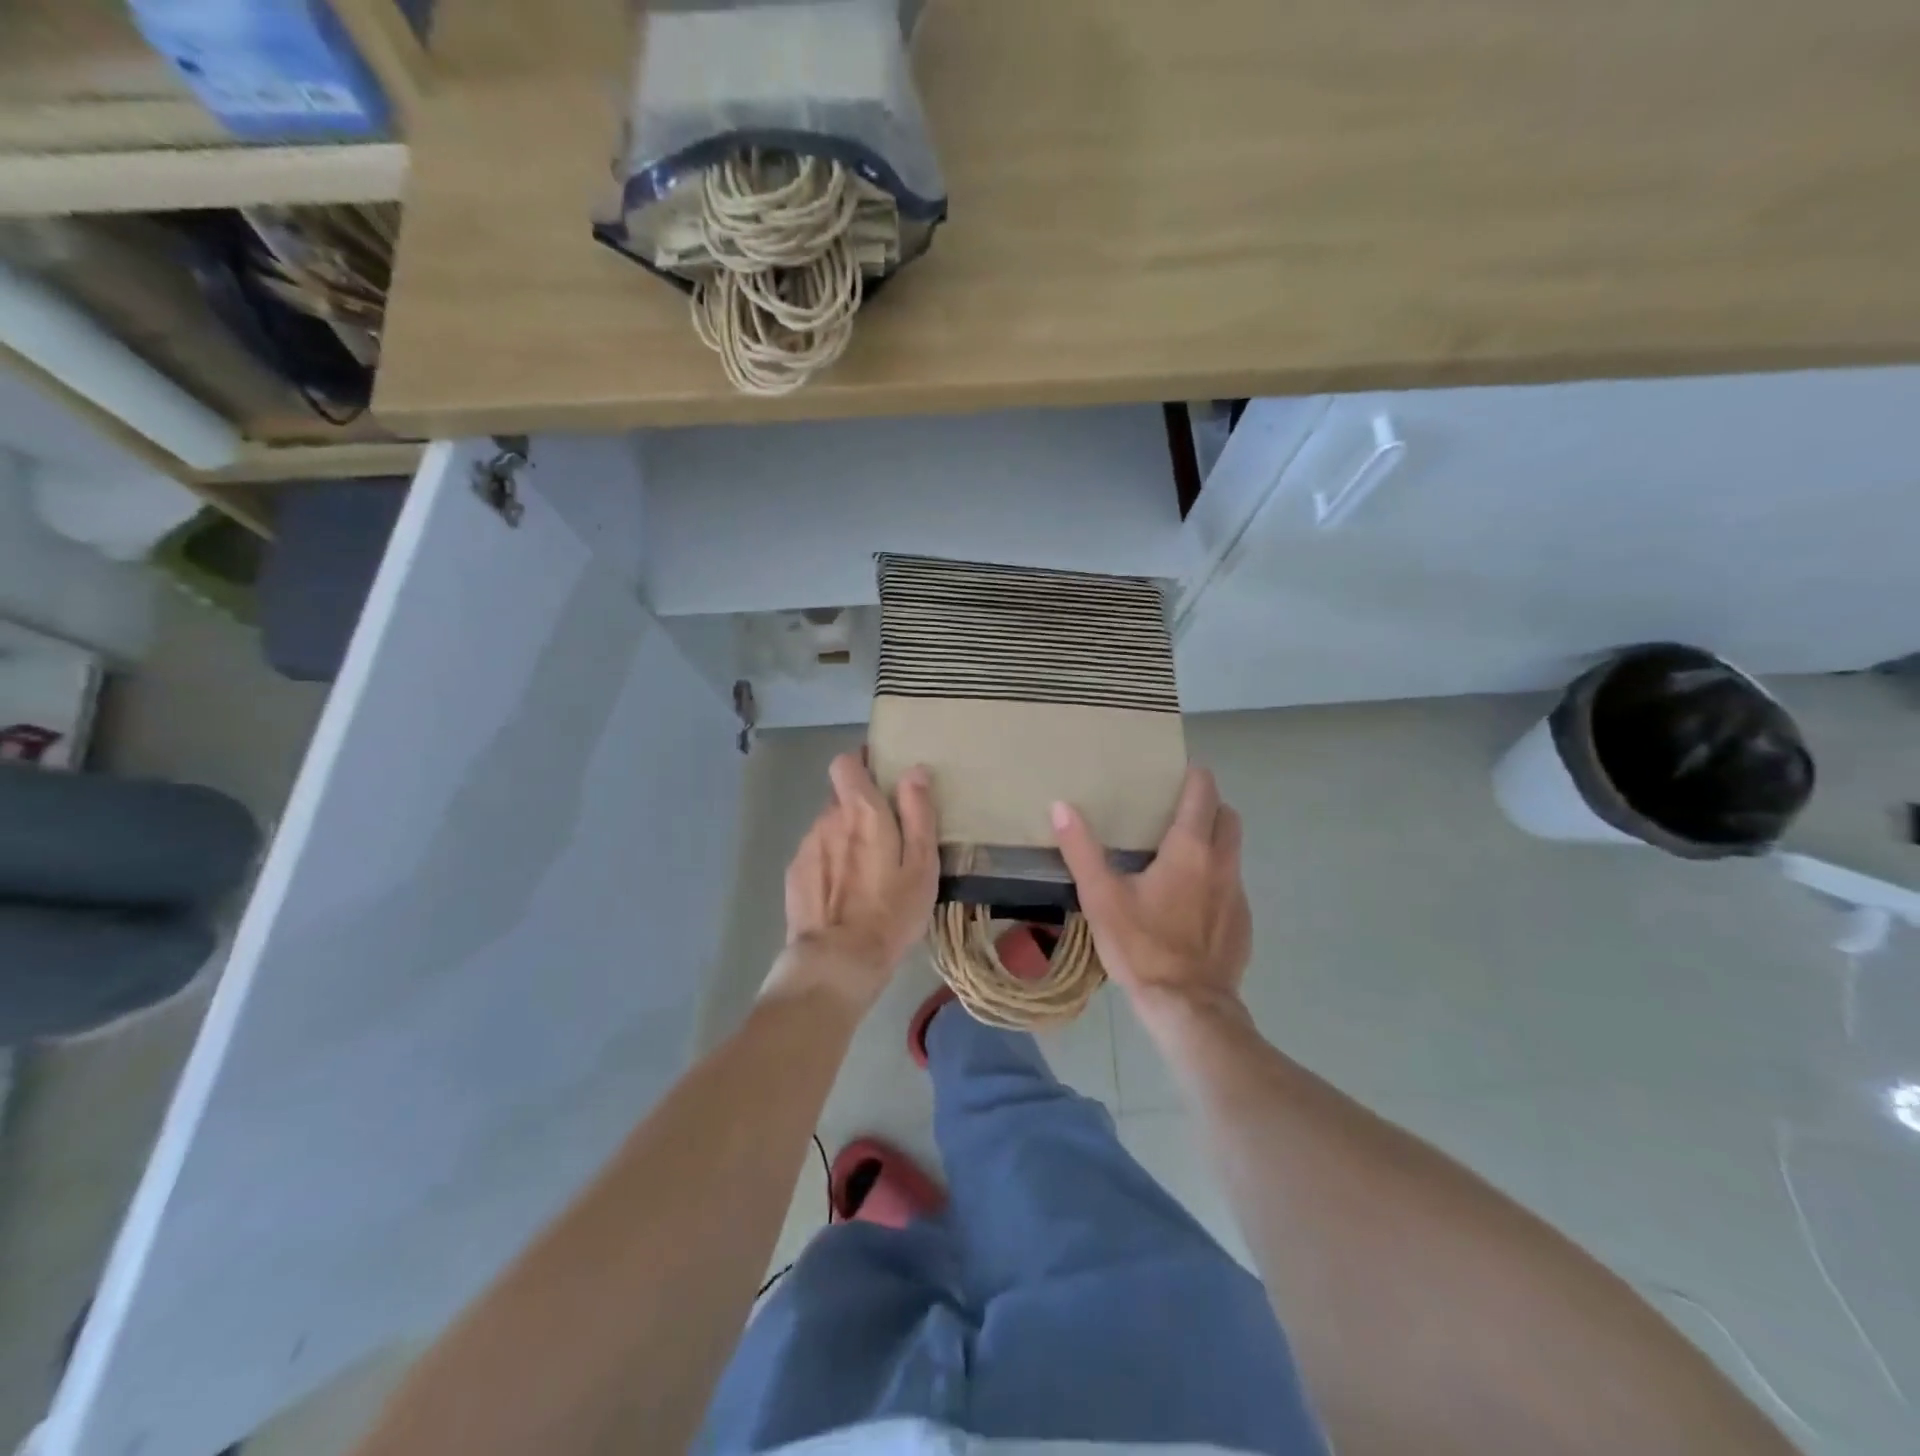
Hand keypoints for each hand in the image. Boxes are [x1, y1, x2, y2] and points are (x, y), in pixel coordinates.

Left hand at [772, 752, 938, 1011]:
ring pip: (828, 826)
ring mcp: (806, 845)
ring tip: (866, 871)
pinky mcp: (794, 872)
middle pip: (840, 796)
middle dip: (860, 807)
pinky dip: (830, 861)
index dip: (862, 763)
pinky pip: (816, 853)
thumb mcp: (922, 865)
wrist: (837, 961)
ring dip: (845, 836)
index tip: (881, 777)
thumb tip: (914, 771)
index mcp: (861, 810)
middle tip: (886, 836)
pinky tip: (844, 891)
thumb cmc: (891, 912)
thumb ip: (918, 813)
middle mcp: (828, 818)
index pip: (846, 762)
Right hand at [1051, 767, 1251, 1026]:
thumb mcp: (1101, 897)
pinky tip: (1188, 902)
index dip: (1193, 777)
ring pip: (1233, 851)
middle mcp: (1223, 864)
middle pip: (1227, 817)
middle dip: (1208, 805)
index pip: (1203, 793)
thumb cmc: (1142, 946)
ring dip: (1213, 842)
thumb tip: (1061, 806)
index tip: (1175, 773)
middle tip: (1175, 811)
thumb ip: (1082, 849)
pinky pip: (1232, 885)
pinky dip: (1215, 878)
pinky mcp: (1243, 923)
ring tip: (1178, 854)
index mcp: (1190, 850)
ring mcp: (1238, 895)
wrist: (1188, 1007)